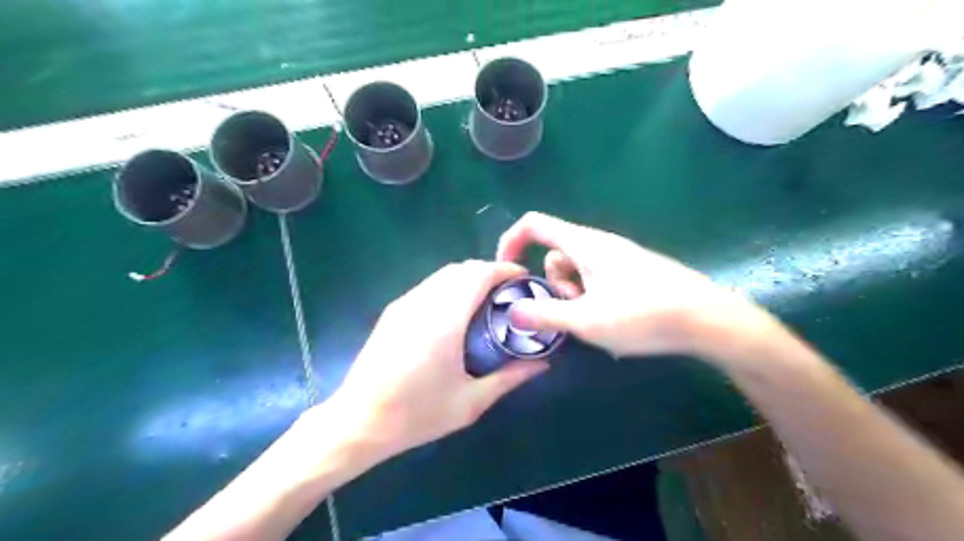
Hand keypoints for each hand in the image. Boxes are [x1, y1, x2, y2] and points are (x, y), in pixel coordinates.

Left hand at [324, 259, 549, 458]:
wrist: (358, 422)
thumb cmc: (417, 415)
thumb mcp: (471, 402)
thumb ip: (510, 377)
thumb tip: (543, 362)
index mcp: (444, 321)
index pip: (478, 275)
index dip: (504, 270)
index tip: (524, 279)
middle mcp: (423, 303)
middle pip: (462, 269)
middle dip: (490, 272)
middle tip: (510, 293)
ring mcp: (405, 304)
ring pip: (444, 275)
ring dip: (469, 278)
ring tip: (488, 301)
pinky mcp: (393, 311)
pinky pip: (429, 286)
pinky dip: (451, 287)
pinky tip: (457, 312)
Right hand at [496, 211, 760, 358]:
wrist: (708, 320)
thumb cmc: (644, 315)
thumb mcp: (587, 320)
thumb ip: (545, 315)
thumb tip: (511, 312)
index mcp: (584, 244)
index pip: (534, 224)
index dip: (511, 242)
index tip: (507, 273)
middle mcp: (599, 243)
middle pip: (554, 253)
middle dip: (553, 284)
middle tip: (573, 311)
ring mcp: (618, 257)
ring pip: (576, 269)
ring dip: (573, 294)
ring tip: (596, 320)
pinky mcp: (633, 271)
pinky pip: (596, 278)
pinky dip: (592, 297)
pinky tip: (613, 320)